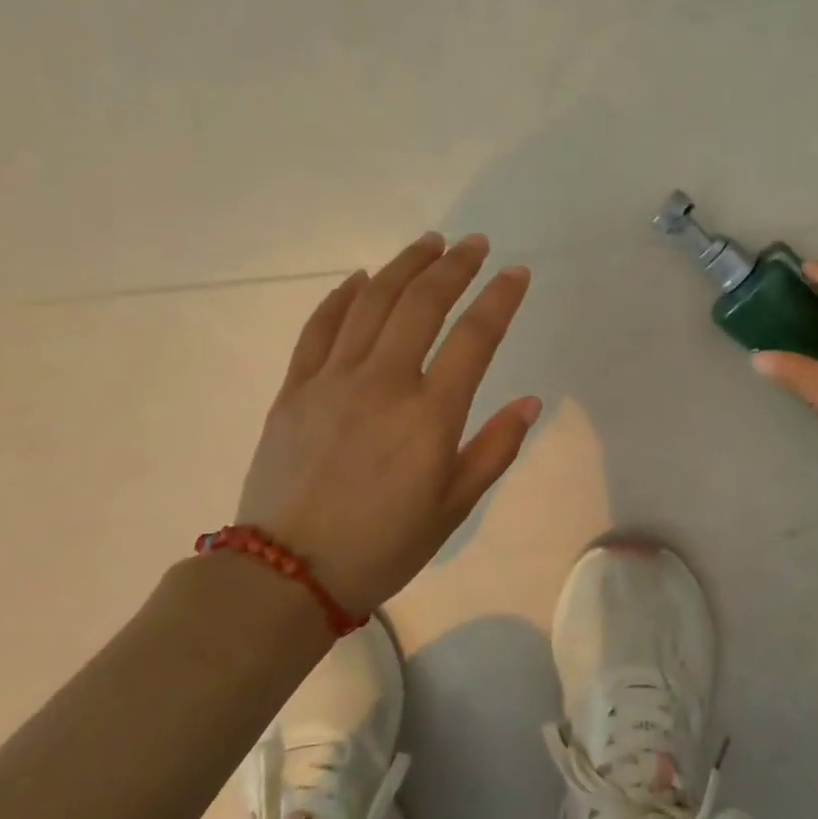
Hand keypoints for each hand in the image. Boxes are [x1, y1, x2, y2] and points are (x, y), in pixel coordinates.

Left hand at [236, 232, 540, 610]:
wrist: (288, 574)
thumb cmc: (384, 545)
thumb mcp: (454, 506)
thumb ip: (495, 448)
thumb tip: (529, 402)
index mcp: (430, 415)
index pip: (474, 337)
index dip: (500, 298)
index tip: (516, 273)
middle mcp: (383, 383)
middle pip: (422, 304)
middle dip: (454, 266)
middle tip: (474, 244)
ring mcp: (332, 380)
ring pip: (371, 303)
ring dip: (403, 266)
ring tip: (428, 244)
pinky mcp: (294, 389)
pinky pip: (319, 327)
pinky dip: (342, 296)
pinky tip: (361, 279)